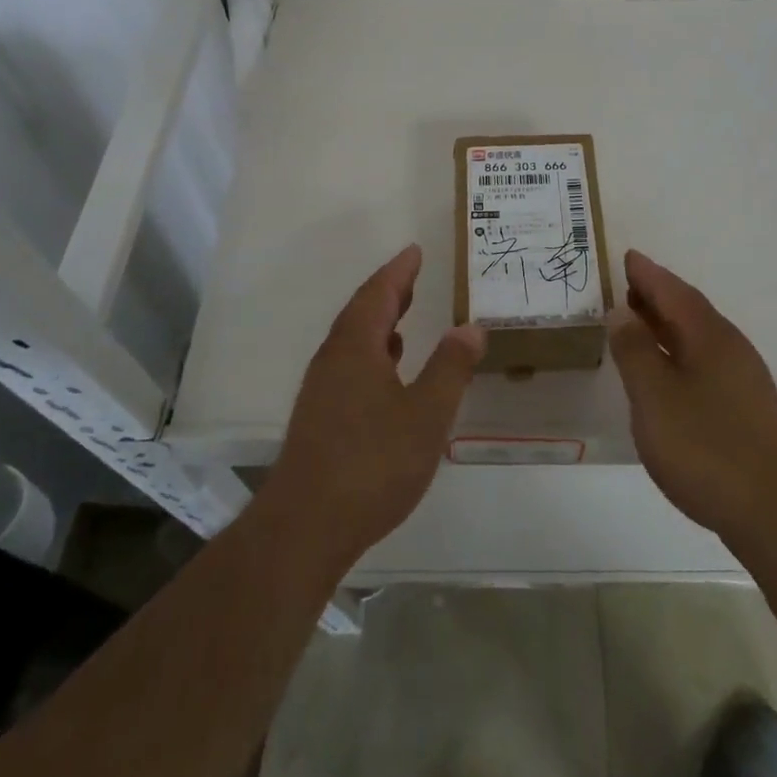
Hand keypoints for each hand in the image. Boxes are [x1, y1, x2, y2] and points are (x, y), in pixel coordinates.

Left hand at [267, 245, 483, 569]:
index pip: (378, 293)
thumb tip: (471, 327)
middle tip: (412, 275)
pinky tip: (386, 371)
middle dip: (388, 291)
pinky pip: (348, 363)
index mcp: (356, 347)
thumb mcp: (426, 415)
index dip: (399, 270)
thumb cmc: (372, 464)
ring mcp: (321, 389)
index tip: (414, 250)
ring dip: (378, 321)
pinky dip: (371, 351)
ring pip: (352, 339)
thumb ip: (450, 368)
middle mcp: (333, 359)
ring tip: (403, 315)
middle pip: (360, 311)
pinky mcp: (319, 416)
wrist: (305, 526)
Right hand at [609, 249, 776, 546]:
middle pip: (689, 310)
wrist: (775, 514)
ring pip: (699, 337)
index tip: (626, 257)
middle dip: (657, 295)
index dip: (648, 274)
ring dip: (667, 324)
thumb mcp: (654, 397)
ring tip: (638, 324)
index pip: (673, 292)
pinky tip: (668, 372)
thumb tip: (621, 311)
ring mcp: (744, 379)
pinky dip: (680, 351)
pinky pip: (705, 360)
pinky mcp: (748, 408)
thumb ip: (635, 351)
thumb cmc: (706, 448)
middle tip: (625, 287)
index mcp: (709, 337)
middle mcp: (731, 348)